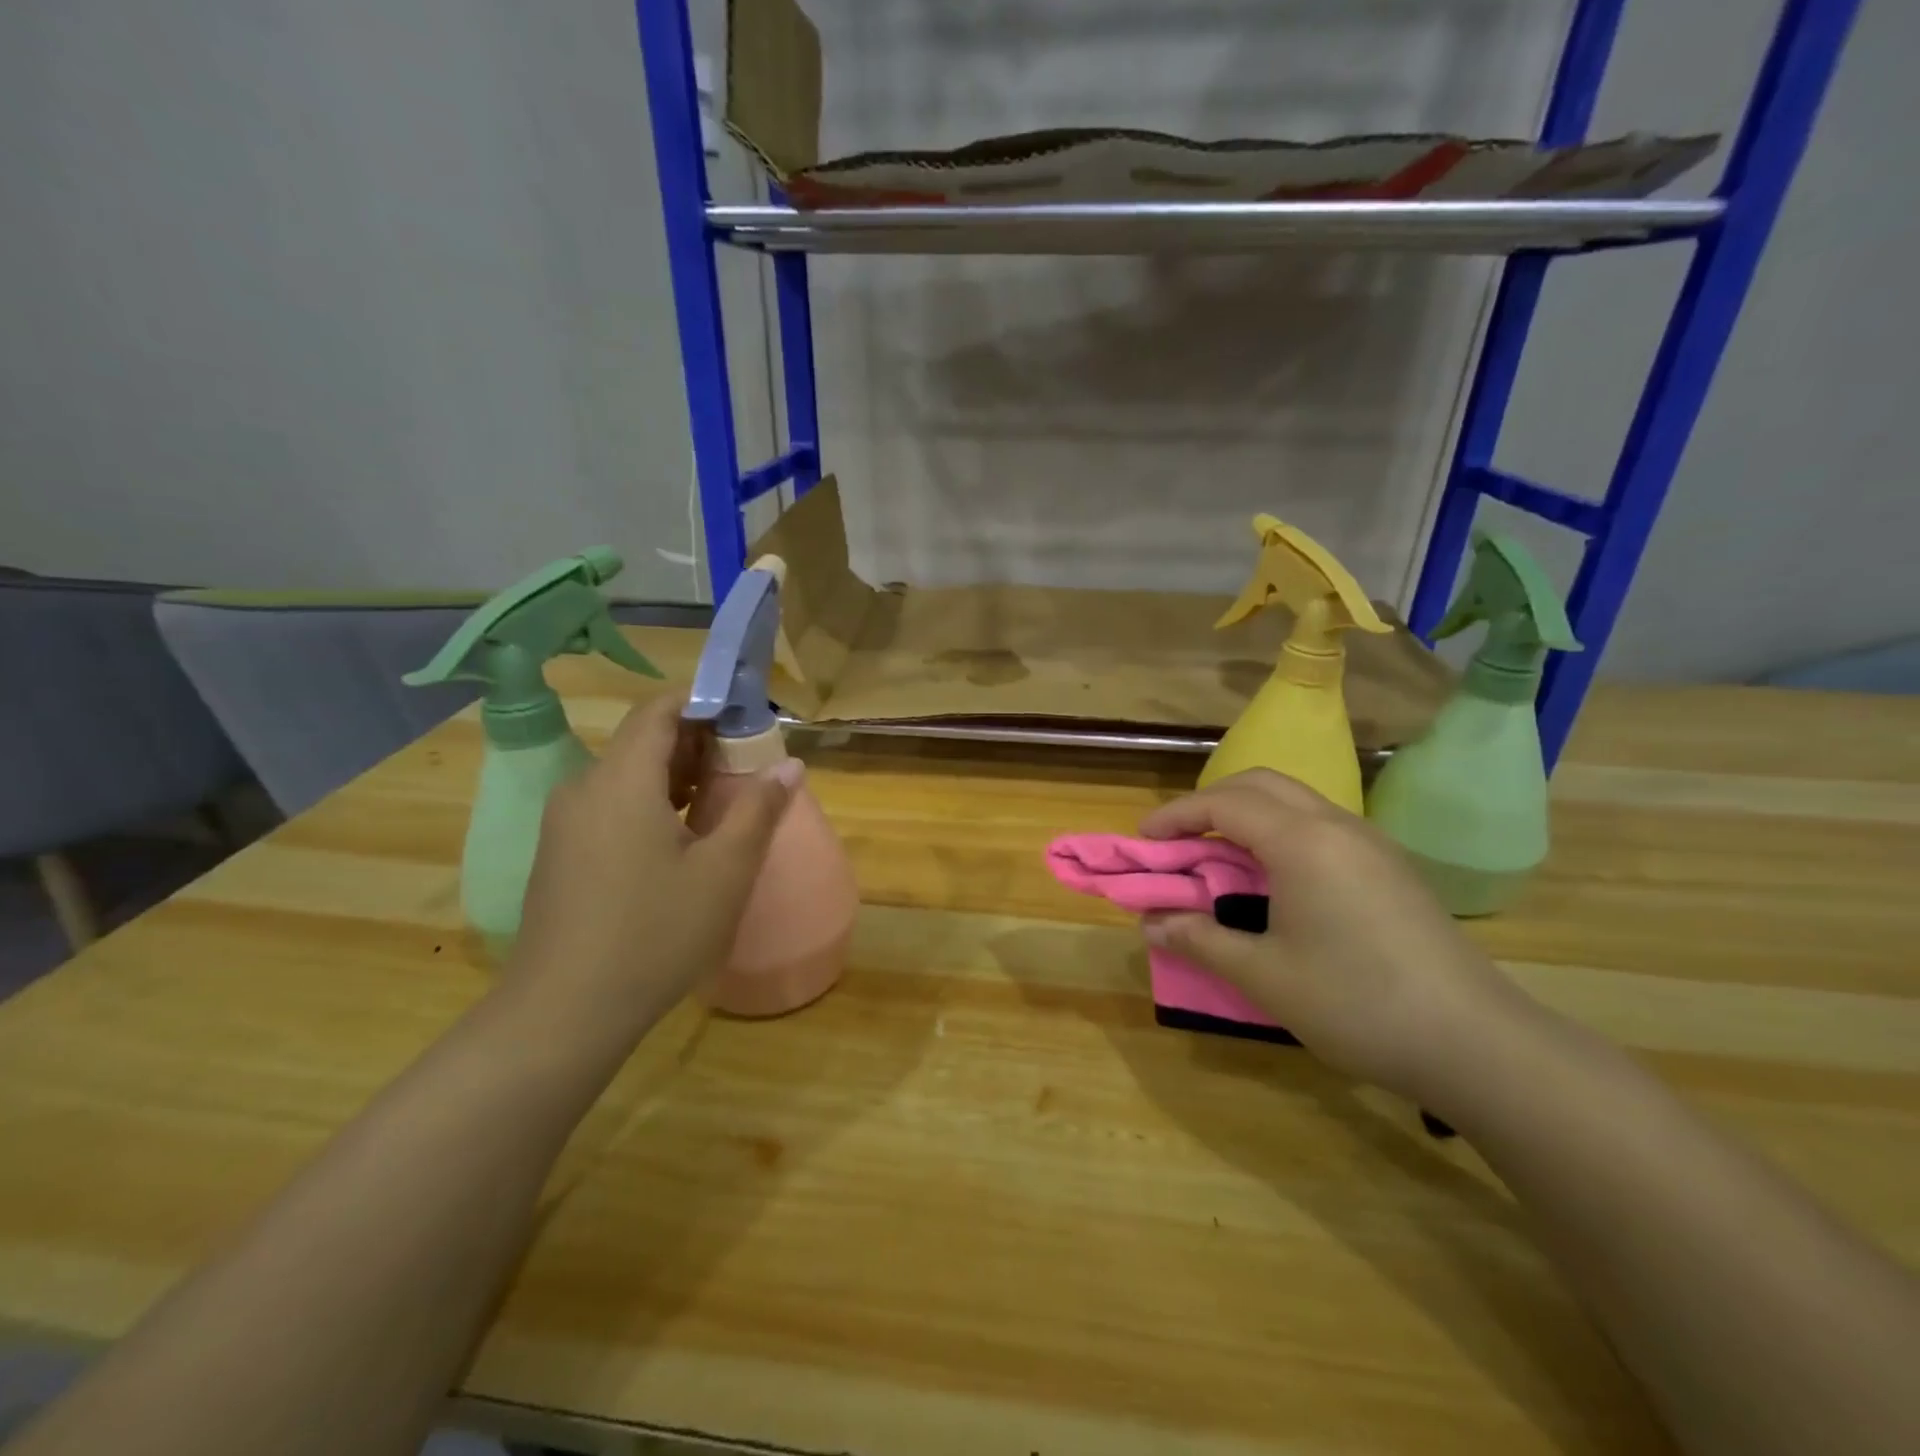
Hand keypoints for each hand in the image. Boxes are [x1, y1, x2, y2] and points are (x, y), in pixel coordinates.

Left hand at [503, 693, 797, 1033]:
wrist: (564, 1013)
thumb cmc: (655, 933)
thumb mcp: (724, 871)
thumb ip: (759, 809)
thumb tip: (790, 765)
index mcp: (622, 779)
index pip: (661, 709)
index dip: (707, 703)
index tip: (751, 721)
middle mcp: (586, 787)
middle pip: (645, 739)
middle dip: (701, 742)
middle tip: (750, 765)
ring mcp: (568, 822)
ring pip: (629, 774)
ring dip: (679, 775)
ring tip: (727, 800)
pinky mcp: (563, 853)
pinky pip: (613, 804)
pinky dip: (653, 802)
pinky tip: (685, 838)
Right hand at [1140, 769, 1530, 1104]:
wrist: (1476, 1042)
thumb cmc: (1356, 1003)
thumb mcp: (1264, 976)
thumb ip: (1200, 940)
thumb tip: (1152, 924)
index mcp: (1301, 841)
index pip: (1224, 803)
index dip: (1177, 816)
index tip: (1144, 840)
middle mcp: (1336, 825)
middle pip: (1260, 784)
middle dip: (1210, 802)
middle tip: (1178, 840)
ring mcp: (1370, 843)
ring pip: (1294, 801)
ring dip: (1246, 815)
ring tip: (1218, 857)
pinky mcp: (1390, 866)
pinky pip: (1319, 825)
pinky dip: (1279, 833)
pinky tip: (1273, 879)